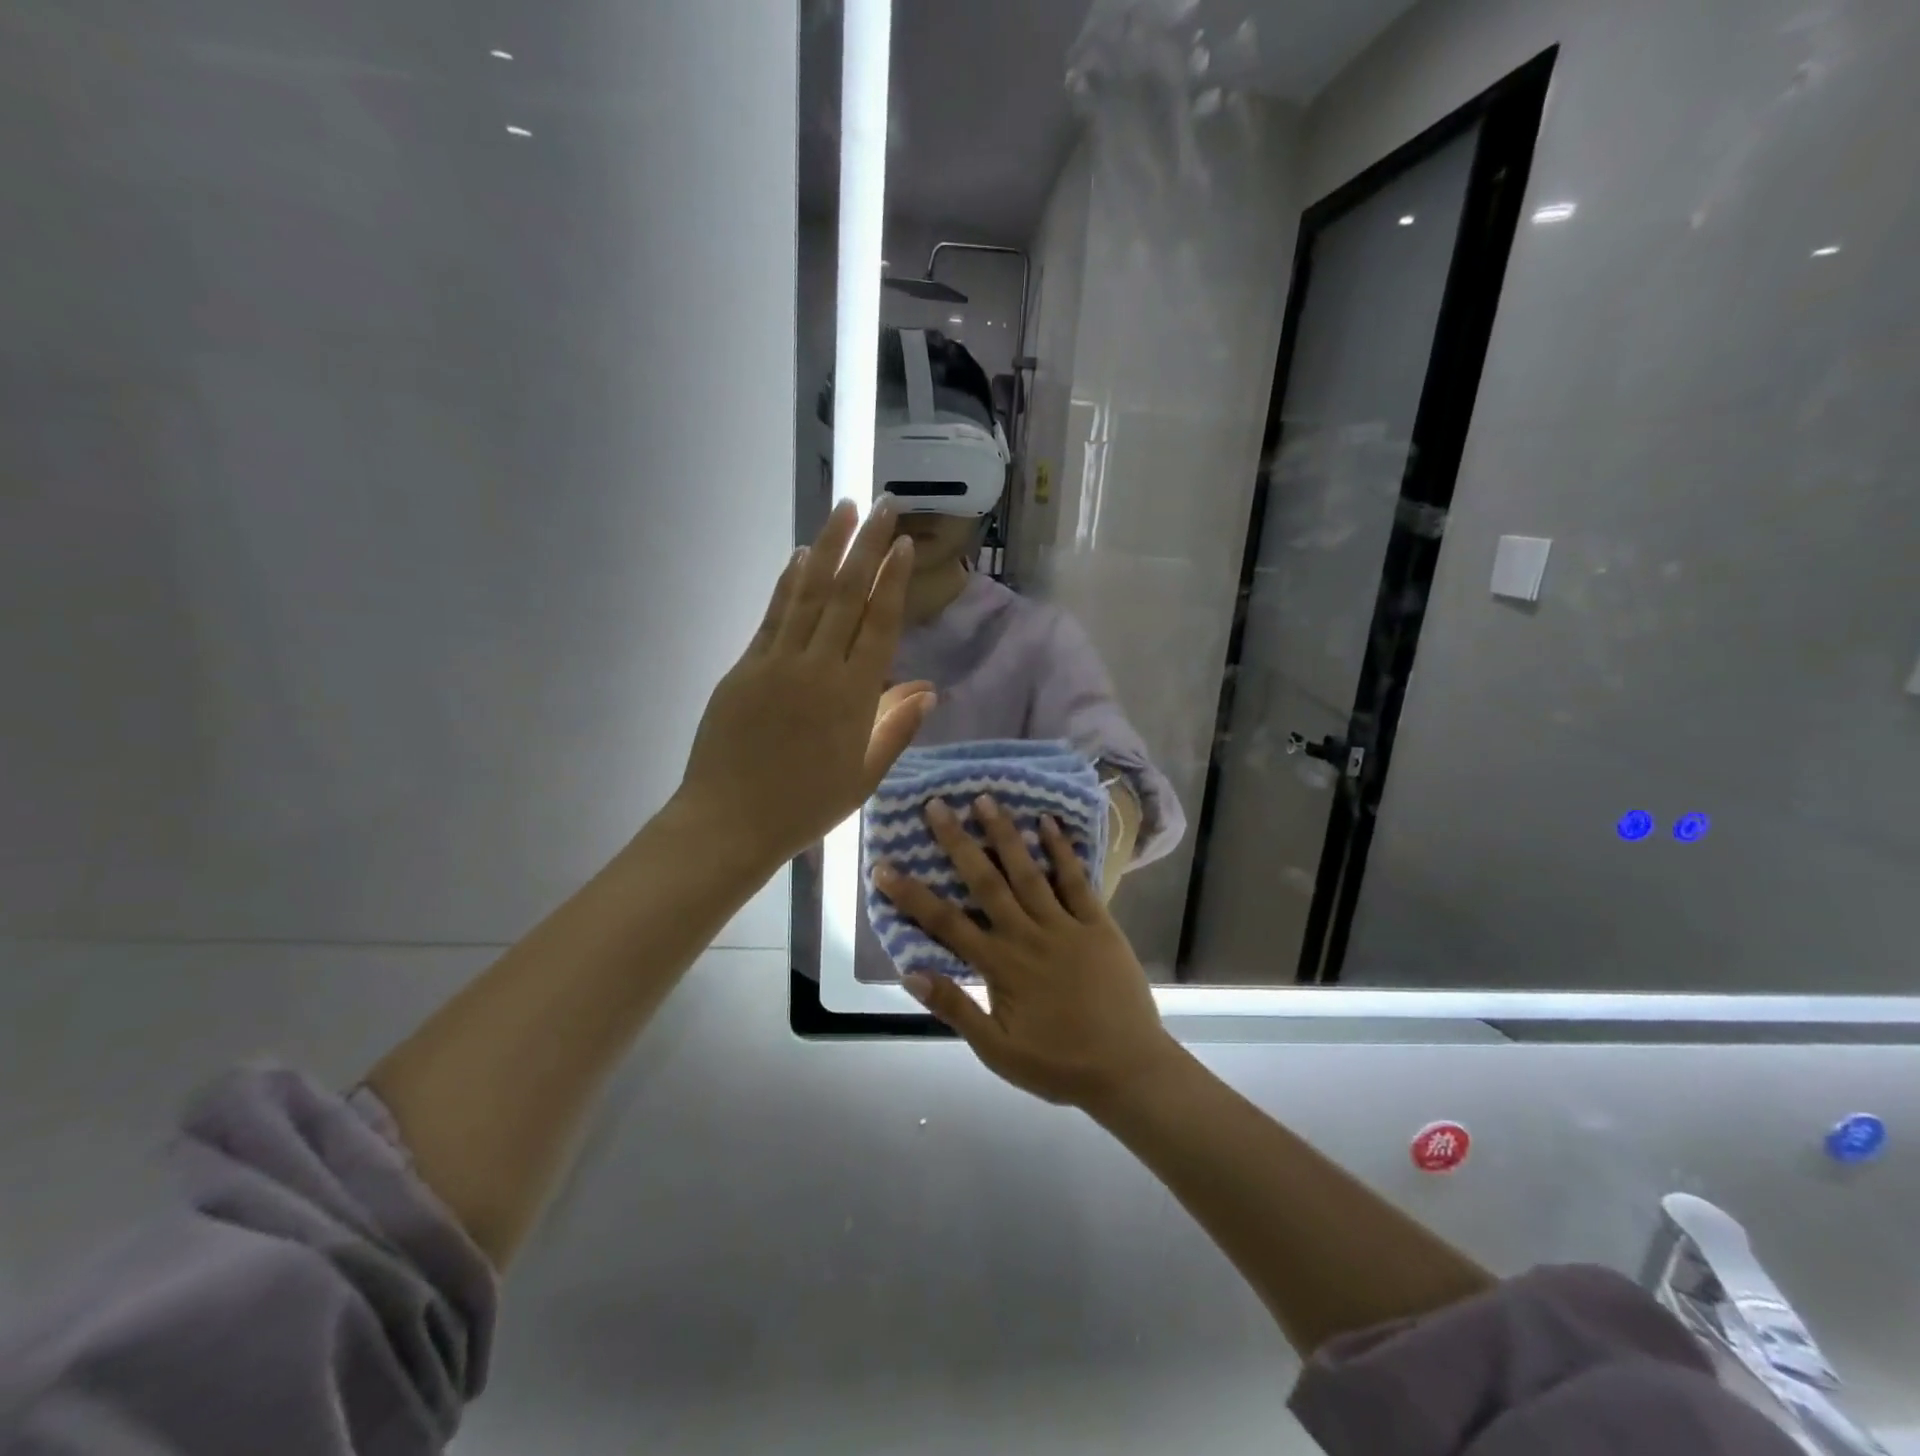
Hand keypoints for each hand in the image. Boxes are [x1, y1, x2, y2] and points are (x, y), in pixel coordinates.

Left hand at [676, 499, 935, 868]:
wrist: (730, 822)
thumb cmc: (805, 806)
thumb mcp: (864, 776)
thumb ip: (896, 728)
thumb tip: (929, 688)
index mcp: (853, 697)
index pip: (879, 625)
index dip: (891, 581)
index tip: (901, 544)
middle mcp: (818, 668)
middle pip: (847, 596)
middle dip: (866, 547)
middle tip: (882, 505)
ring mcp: (777, 662)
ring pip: (809, 594)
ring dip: (828, 548)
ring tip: (843, 510)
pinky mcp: (746, 666)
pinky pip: (774, 615)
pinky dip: (789, 583)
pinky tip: (801, 556)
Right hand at [873, 796, 1184, 1111]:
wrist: (1128, 1069)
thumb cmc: (1058, 1063)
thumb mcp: (997, 1050)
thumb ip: (956, 1010)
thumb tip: (911, 974)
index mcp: (1001, 966)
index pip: (946, 923)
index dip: (912, 894)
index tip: (884, 866)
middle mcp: (1028, 935)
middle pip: (985, 882)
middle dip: (958, 843)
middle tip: (937, 805)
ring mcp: (1065, 925)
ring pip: (1028, 872)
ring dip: (1005, 834)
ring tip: (985, 799)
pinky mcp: (1098, 923)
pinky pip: (1076, 881)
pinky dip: (1062, 851)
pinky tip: (1048, 822)